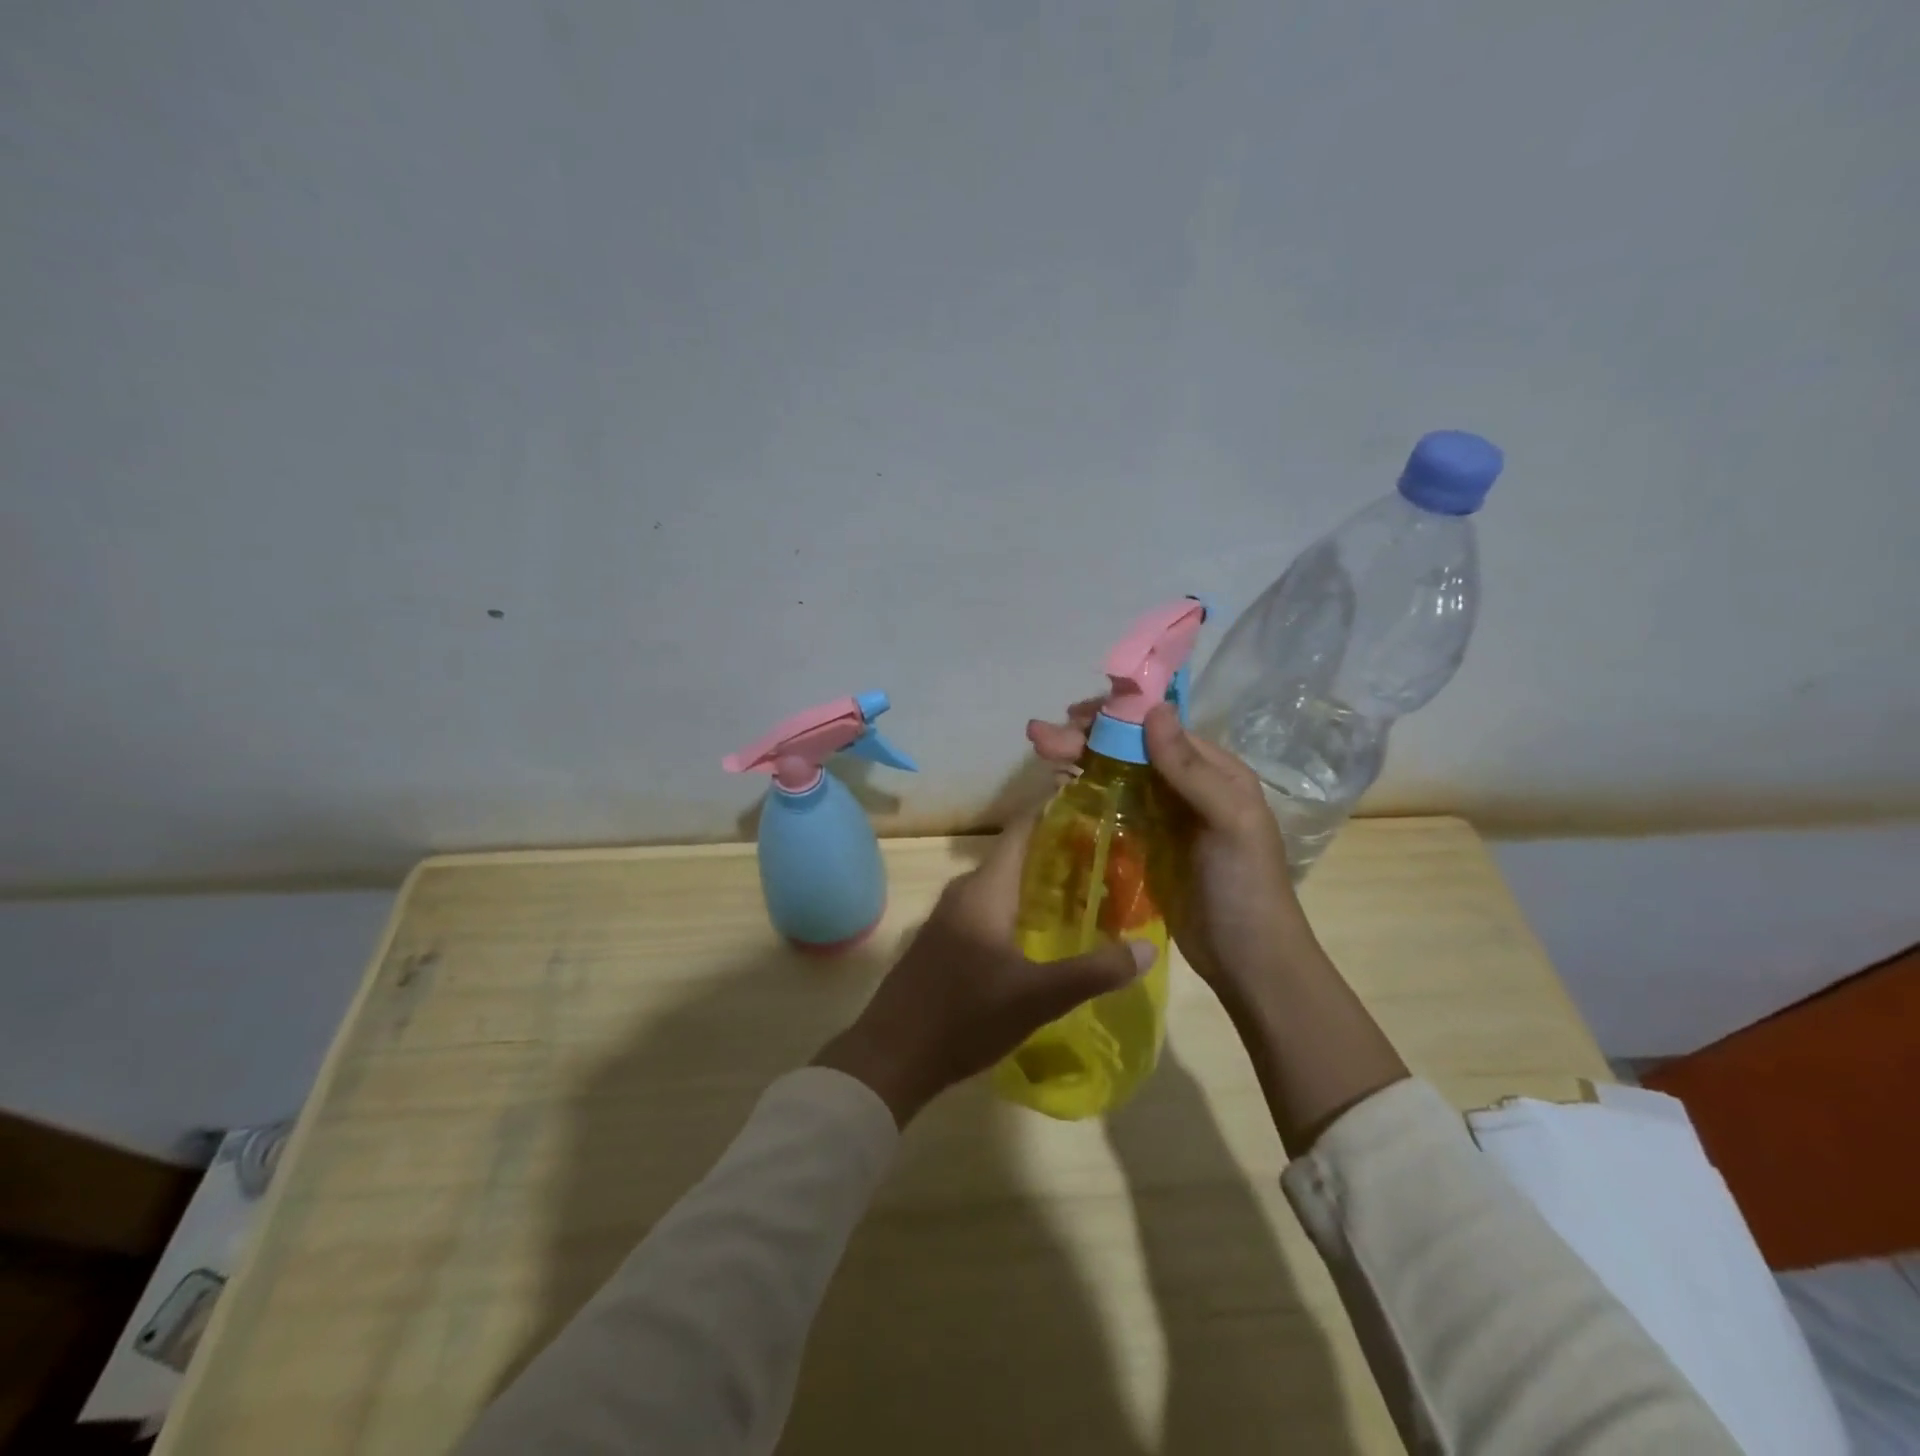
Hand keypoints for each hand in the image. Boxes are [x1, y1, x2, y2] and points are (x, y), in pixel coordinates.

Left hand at [814, 813, 1154, 1126]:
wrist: (891, 1057)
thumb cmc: (964, 1015)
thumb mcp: (1037, 997)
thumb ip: (1094, 971)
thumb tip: (1149, 949)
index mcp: (985, 889)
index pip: (1023, 829)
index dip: (1056, 812)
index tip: (1096, 806)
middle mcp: (965, 892)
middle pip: (1016, 856)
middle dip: (1059, 853)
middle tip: (1108, 857)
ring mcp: (950, 917)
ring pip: (1002, 885)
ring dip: (1039, 884)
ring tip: (1086, 892)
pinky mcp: (945, 942)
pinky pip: (989, 908)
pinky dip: (1020, 908)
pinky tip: (1043, 933)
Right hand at [1028, 700, 1315, 1006]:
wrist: (1247, 962)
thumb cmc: (1246, 887)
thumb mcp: (1230, 822)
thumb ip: (1191, 769)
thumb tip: (1154, 709)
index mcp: (1212, 771)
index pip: (1157, 729)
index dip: (1114, 718)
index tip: (1074, 716)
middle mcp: (1184, 786)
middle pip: (1128, 750)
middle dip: (1085, 738)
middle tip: (1039, 738)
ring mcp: (1161, 817)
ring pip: (1114, 776)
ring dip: (1079, 761)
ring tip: (1040, 752)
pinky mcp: (1142, 846)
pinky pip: (1109, 810)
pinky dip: (1084, 795)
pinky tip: (1057, 789)